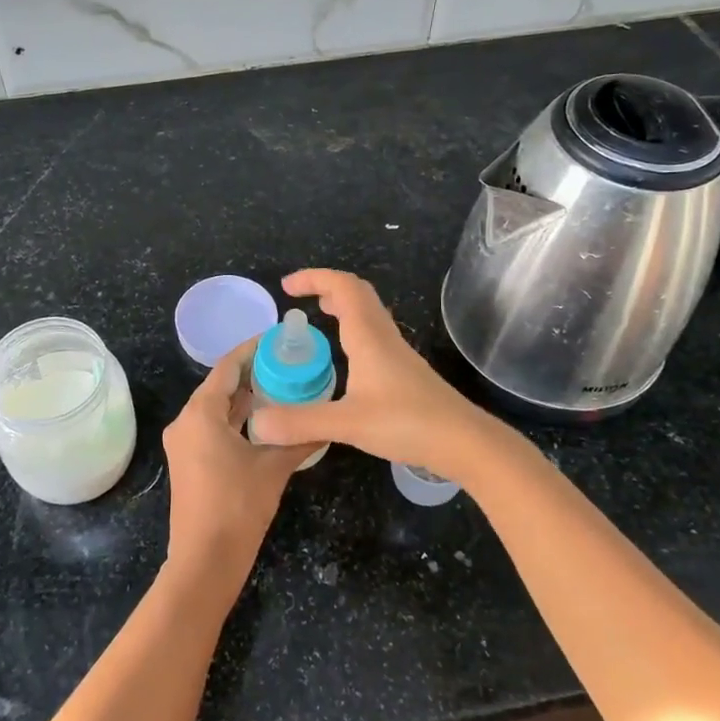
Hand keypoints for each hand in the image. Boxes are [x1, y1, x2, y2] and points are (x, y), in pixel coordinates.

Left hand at [161, 338, 314, 611]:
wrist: (205, 562)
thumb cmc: (238, 508)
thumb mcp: (274, 468)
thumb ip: (299, 439)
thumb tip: (327, 421)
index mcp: (200, 414)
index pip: (226, 367)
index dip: (252, 350)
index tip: (278, 338)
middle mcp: (185, 422)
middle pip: (219, 385)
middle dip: (251, 373)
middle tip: (287, 362)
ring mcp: (183, 443)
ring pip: (216, 408)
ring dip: (244, 397)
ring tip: (281, 385)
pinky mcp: (188, 461)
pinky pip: (212, 427)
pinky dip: (235, 419)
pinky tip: (264, 419)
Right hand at [247, 269, 506, 482]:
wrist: (464, 442)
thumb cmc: (408, 423)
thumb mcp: (348, 424)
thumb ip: (301, 422)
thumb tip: (255, 424)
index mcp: (369, 337)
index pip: (342, 287)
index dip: (314, 278)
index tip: (287, 287)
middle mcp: (384, 337)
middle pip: (358, 293)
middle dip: (327, 286)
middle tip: (300, 299)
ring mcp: (397, 354)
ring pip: (368, 313)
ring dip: (342, 306)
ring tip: (317, 317)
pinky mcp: (404, 372)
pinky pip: (373, 335)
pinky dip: (352, 329)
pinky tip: (344, 358)